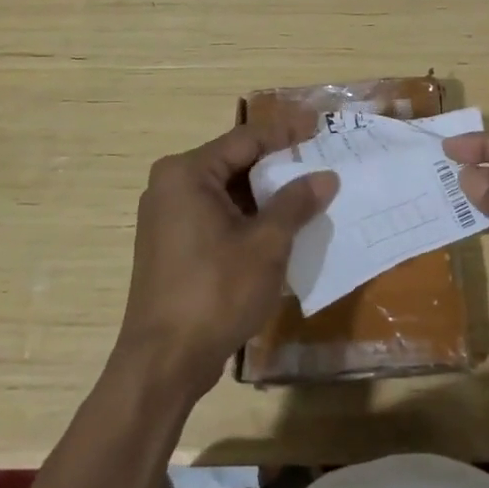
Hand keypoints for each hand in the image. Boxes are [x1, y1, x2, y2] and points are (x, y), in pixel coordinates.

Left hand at [116, 123, 337, 400]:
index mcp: (187, 173)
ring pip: (227, 190)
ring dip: (266, 193)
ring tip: (309, 191)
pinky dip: (248, 215)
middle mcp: (171, 185)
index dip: (287, 131)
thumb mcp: (266, 245)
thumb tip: (326, 176)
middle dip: (278, 163)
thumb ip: (295, 203)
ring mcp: (168, 216)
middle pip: (235, 162)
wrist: (163, 362)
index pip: (246, 139)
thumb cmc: (215, 293)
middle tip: (320, 158)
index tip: (320, 124)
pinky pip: (217, 214)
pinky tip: (281, 225)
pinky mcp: (172, 244)